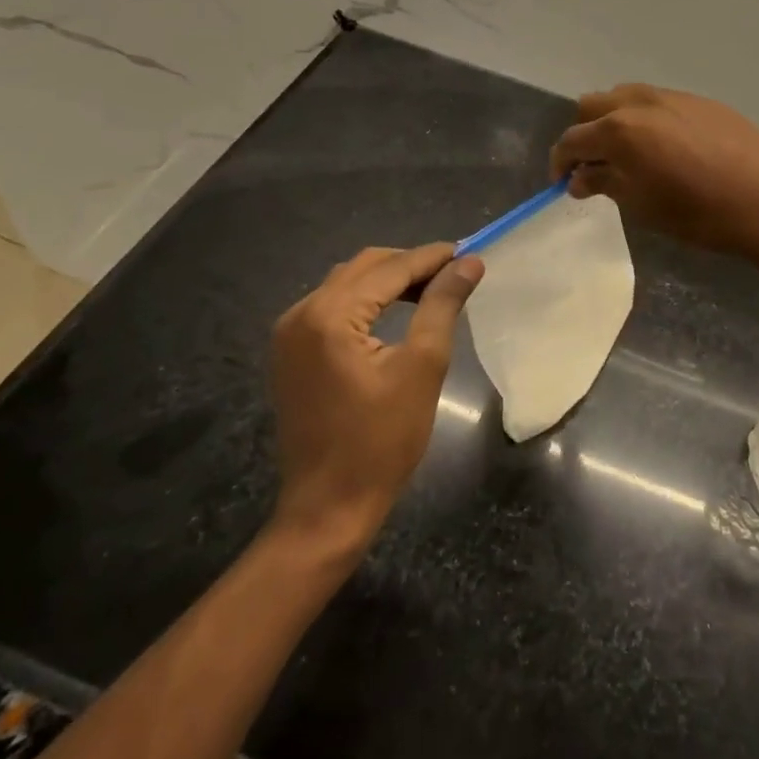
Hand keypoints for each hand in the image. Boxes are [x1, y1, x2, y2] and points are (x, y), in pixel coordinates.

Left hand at [268, 244, 483, 548]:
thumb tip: (469, 263)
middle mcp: (301, 314)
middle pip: (364, 268)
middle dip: (410, 265)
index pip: (389, 269)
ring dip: (388, 281)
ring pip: (347, 284)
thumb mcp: (422, 367)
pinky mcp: (290, 353)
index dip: (432, 258)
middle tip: (454, 273)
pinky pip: (332, 307)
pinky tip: (394, 312)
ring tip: (431, 290)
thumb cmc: (381, 440)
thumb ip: (442, 305)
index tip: (469, 252)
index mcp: (330, 315)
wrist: (328, 507)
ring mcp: (289, 334)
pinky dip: (366, 301)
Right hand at [549, 84, 758, 258]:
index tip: (562, 183)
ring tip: (627, 154)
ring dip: (613, 120)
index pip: (572, 139)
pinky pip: (657, 101)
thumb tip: (579, 178)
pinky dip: (644, 118)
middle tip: (593, 166)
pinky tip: (664, 147)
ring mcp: (672, 96)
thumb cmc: (698, 213)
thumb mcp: (642, 205)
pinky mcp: (699, 100)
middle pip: (592, 105)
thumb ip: (605, 183)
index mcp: (620, 130)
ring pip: (624, 96)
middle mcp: (640, 103)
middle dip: (584, 134)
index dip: (560, 162)